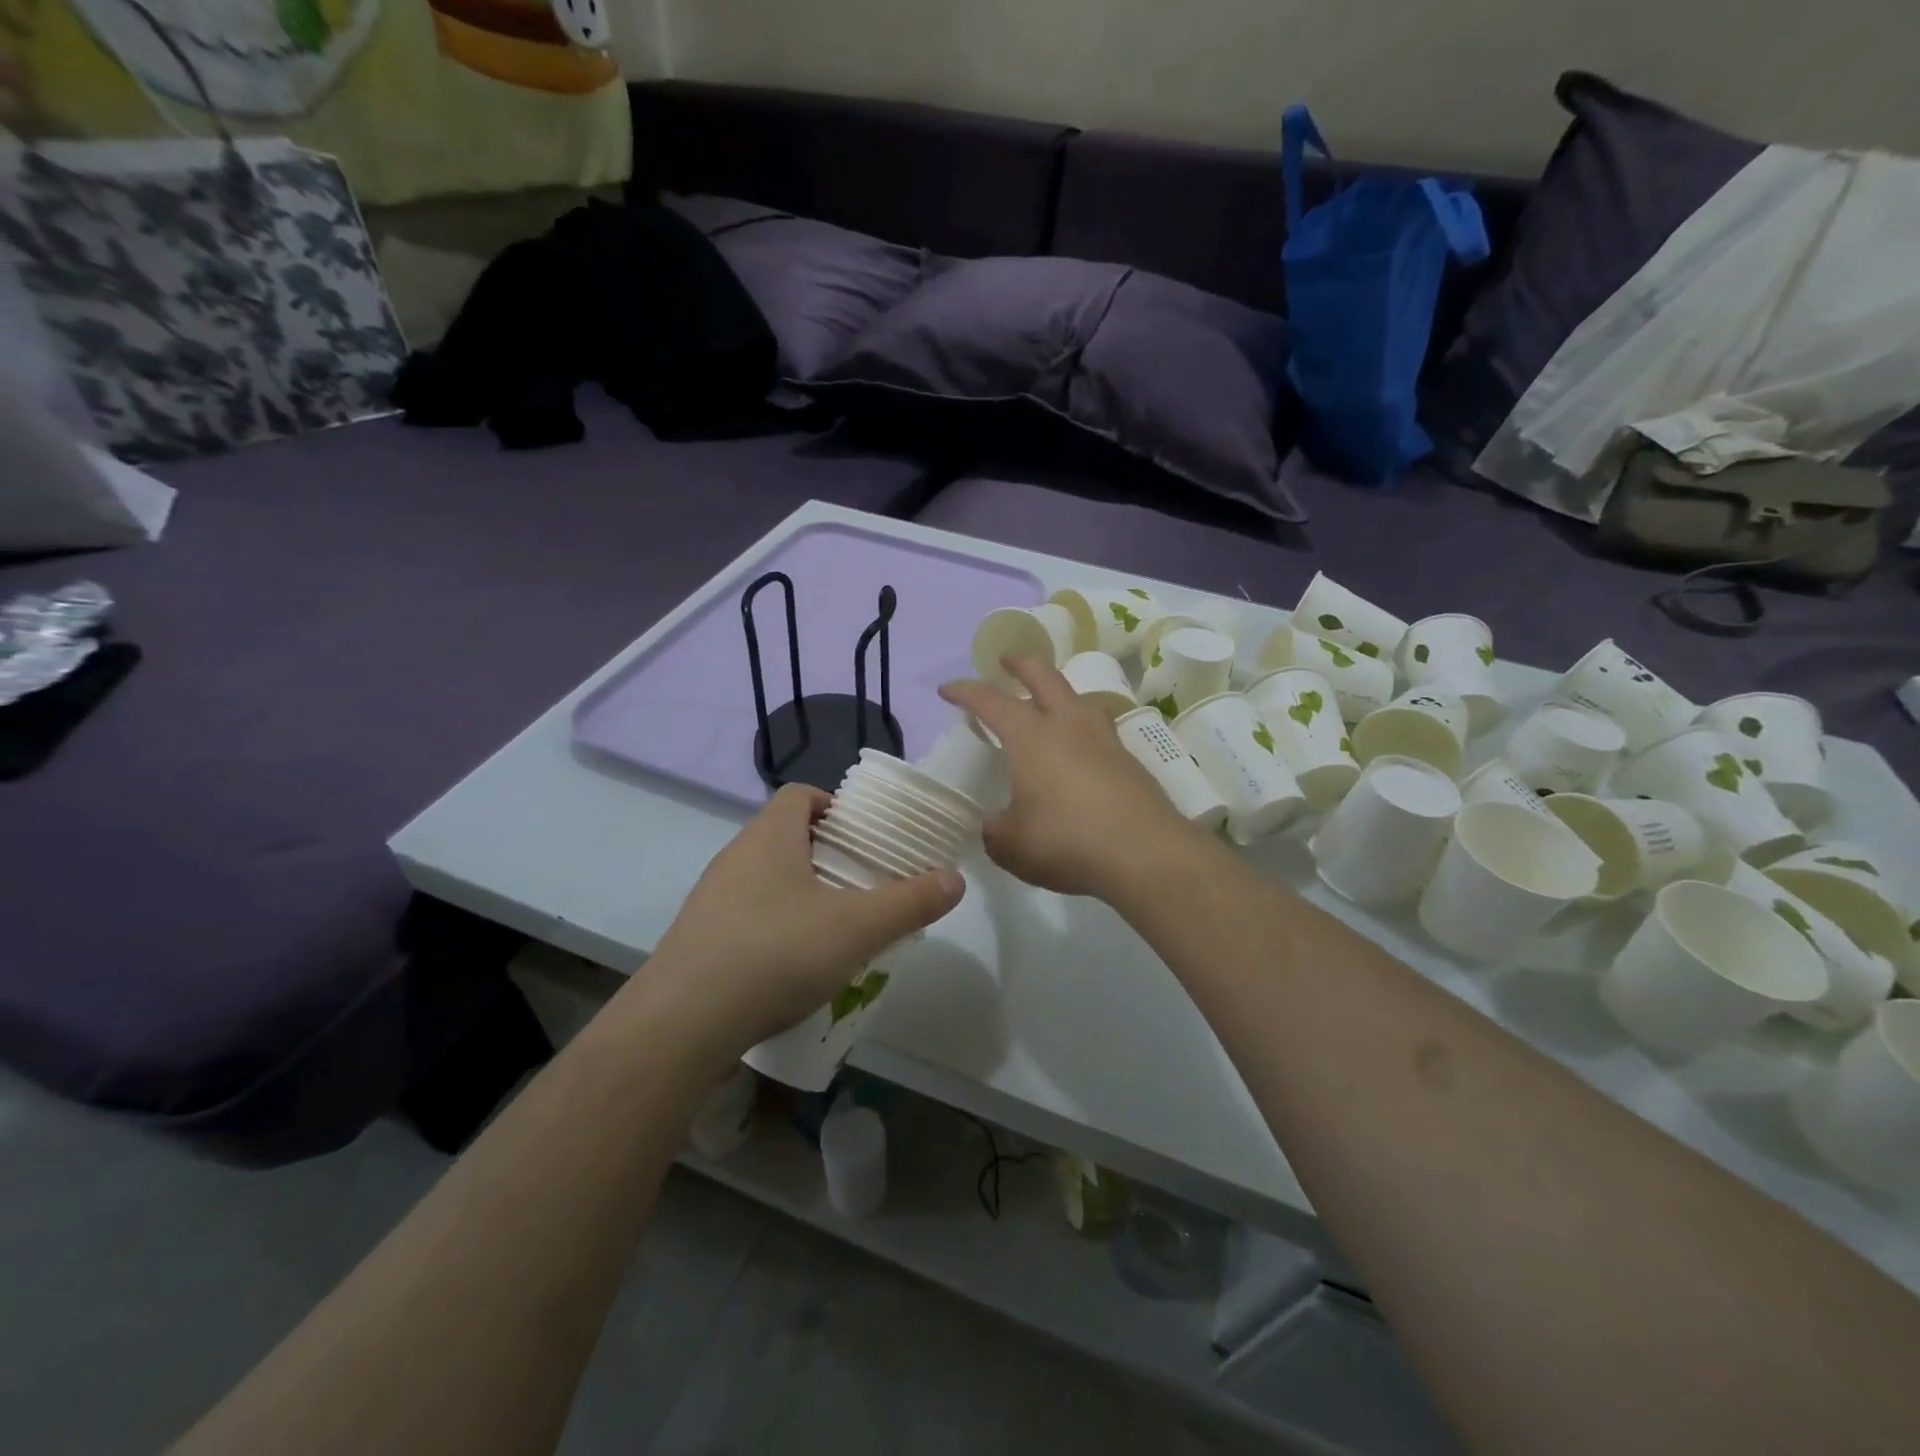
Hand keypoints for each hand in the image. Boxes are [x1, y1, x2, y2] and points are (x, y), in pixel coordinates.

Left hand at [630, 785, 965, 1059]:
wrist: (683, 1023)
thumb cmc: (777, 952)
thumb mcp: (858, 927)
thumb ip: (911, 901)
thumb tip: (956, 879)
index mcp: (769, 836)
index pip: (800, 795)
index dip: (834, 806)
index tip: (863, 836)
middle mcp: (734, 857)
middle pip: (784, 836)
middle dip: (826, 854)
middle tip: (861, 883)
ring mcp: (710, 899)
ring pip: (764, 878)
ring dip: (800, 892)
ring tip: (835, 927)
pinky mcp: (698, 939)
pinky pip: (744, 916)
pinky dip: (774, 927)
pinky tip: (793, 965)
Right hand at [941, 656, 1197, 900]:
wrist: (1145, 855)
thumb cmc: (1066, 842)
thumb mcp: (1011, 845)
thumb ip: (996, 830)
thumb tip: (996, 824)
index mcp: (1031, 737)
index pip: (991, 701)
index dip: (966, 691)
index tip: (947, 690)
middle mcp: (1068, 726)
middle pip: (1044, 677)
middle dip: (1021, 664)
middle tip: (1007, 660)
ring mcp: (1104, 740)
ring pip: (1079, 699)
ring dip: (1059, 692)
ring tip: (1050, 704)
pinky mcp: (1129, 761)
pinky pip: (1099, 730)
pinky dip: (1082, 729)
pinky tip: (1080, 753)